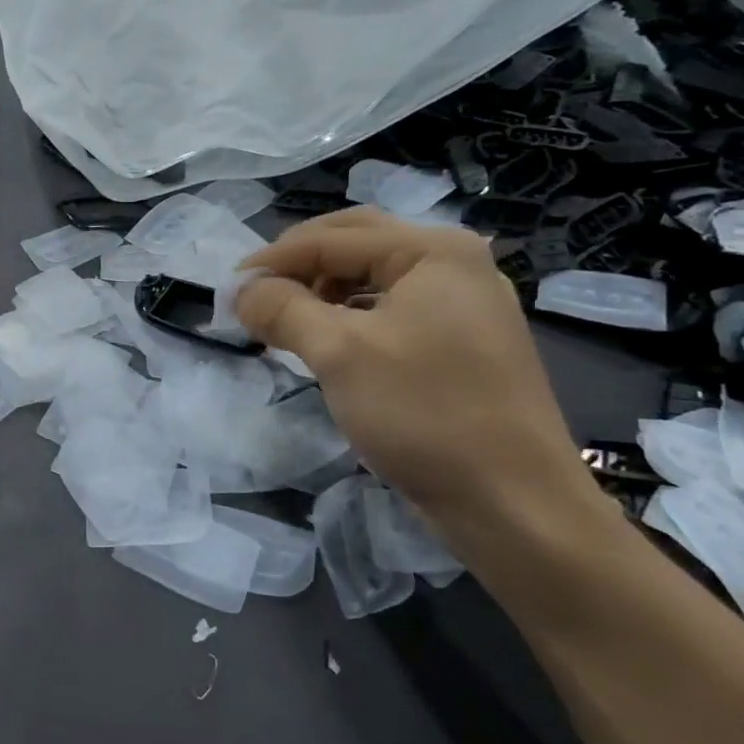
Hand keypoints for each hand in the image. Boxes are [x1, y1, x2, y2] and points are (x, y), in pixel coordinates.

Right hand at [236, 209, 588, 521]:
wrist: (515, 505)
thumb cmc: (424, 414)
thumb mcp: (339, 353)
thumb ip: (283, 309)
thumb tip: (241, 291)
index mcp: (434, 250)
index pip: (332, 238)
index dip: (273, 260)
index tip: (228, 289)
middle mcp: (456, 264)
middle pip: (357, 244)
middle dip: (300, 265)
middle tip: (257, 294)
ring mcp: (465, 304)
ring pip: (375, 278)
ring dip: (324, 290)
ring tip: (286, 320)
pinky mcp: (465, 343)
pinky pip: (394, 310)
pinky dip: (352, 316)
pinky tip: (329, 343)